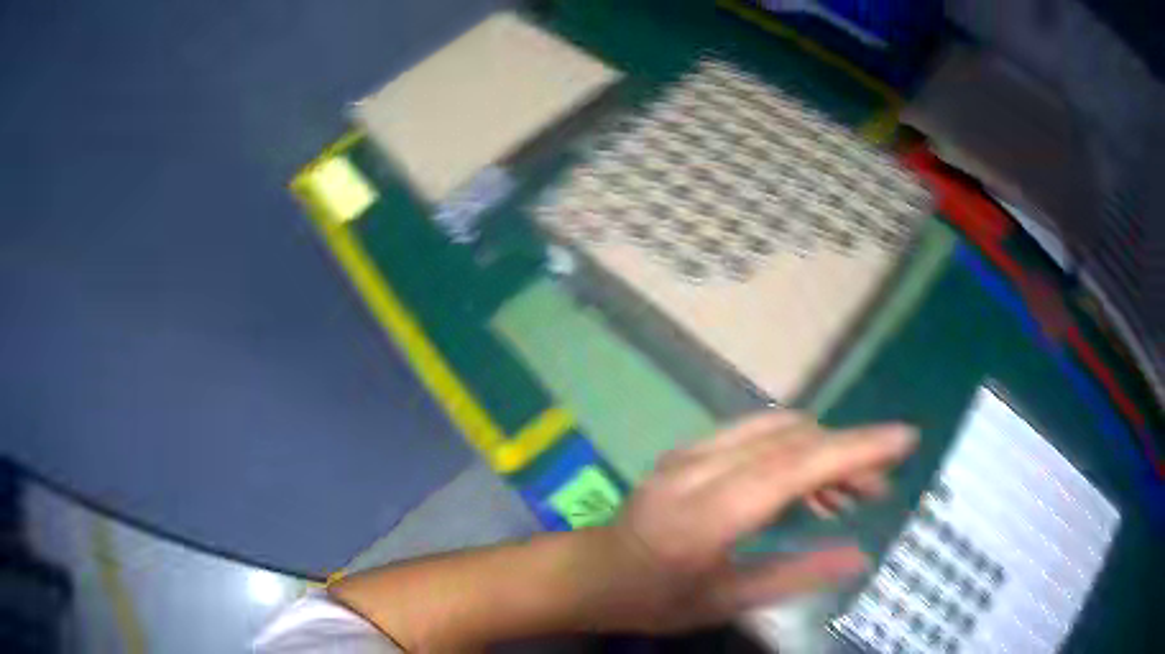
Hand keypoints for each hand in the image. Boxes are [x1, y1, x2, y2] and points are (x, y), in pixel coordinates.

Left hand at [585, 412, 915, 633]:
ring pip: (777, 428)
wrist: (590, 574)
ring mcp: (690, 452)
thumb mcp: (726, 601)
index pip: (795, 467)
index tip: (904, 439)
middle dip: (846, 453)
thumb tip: (859, 556)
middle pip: (792, 439)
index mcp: (706, 515)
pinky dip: (795, 448)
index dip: (855, 449)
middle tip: (875, 490)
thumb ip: (795, 576)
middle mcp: (698, 469)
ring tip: (846, 494)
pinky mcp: (689, 449)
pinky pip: (756, 433)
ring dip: (822, 449)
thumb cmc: (654, 600)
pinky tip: (806, 484)